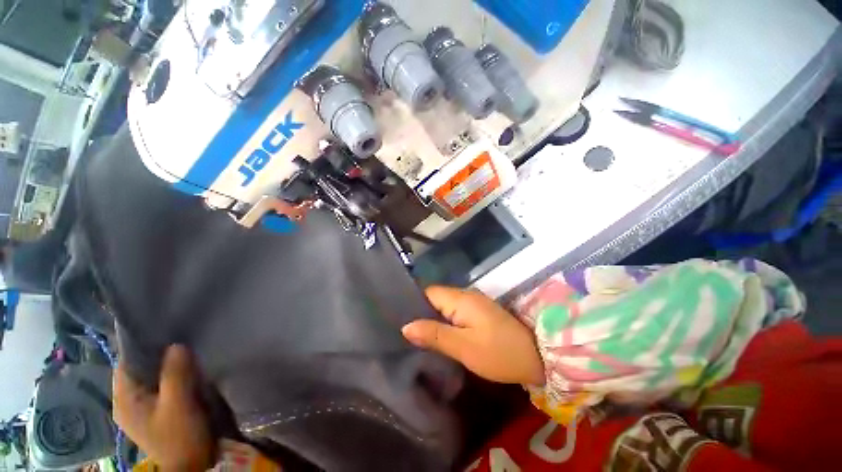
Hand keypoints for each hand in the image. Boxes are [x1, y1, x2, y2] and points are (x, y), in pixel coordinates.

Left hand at [114, 345, 214, 470]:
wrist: (190, 465)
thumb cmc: (179, 436)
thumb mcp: (178, 404)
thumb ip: (175, 374)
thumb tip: (177, 345)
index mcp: (124, 399)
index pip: (125, 363)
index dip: (141, 345)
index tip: (163, 329)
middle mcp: (127, 402)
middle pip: (138, 369)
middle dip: (156, 354)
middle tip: (179, 337)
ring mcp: (142, 408)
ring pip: (151, 377)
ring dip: (165, 365)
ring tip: (185, 350)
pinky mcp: (156, 412)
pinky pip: (160, 386)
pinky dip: (171, 376)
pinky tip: (186, 371)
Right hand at [402, 286, 544, 385]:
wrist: (537, 357)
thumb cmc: (499, 352)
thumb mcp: (464, 347)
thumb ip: (434, 335)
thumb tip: (405, 327)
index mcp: (460, 298)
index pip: (428, 292)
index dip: (413, 303)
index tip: (398, 318)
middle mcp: (465, 295)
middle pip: (435, 298)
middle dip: (421, 312)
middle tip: (406, 331)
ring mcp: (473, 303)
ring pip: (444, 305)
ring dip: (432, 317)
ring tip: (417, 334)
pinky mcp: (479, 312)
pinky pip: (454, 312)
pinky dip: (445, 321)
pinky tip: (439, 334)